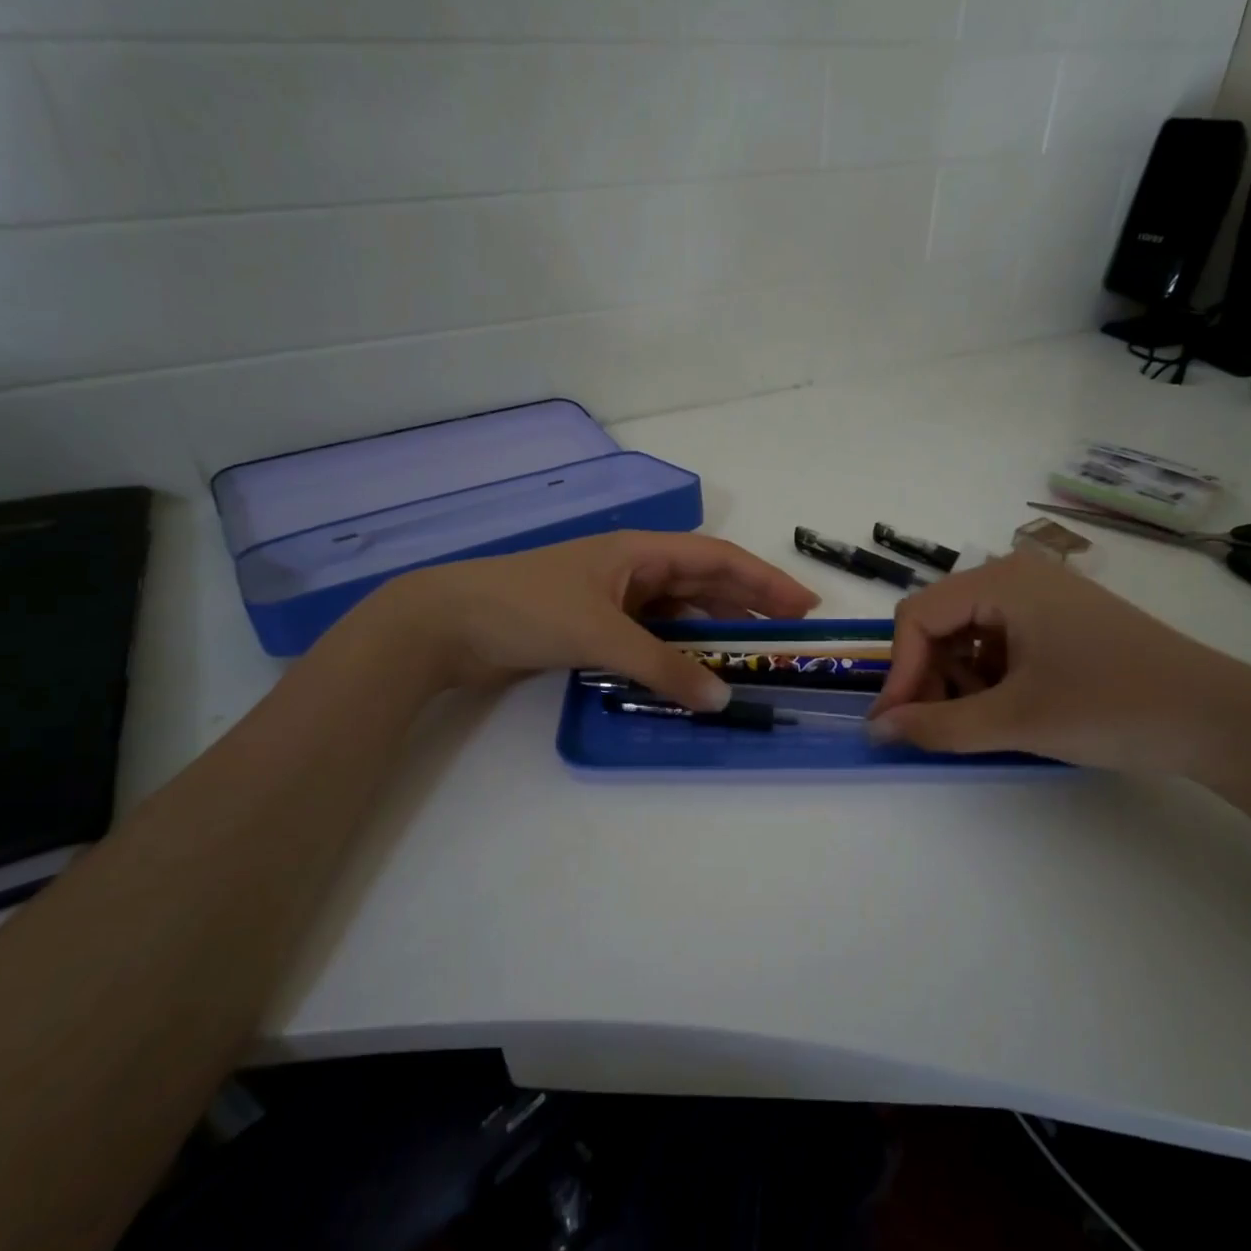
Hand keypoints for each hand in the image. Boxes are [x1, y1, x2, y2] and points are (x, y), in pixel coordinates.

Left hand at [383, 531, 819, 709]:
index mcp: (638, 551)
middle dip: (747, 606)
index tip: (804, 604)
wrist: (446, 624)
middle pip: (703, 582)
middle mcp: (631, 569)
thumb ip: (663, 666)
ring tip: (751, 657)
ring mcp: (612, 599)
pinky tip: (694, 673)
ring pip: (678, 612)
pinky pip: (651, 637)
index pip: (717, 558)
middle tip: (787, 636)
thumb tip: (722, 699)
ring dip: (713, 632)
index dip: (764, 579)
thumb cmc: (526, 609)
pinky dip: (676, 653)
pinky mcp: (593, 627)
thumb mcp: (602, 635)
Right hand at [866, 553, 1250, 774]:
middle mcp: (1016, 575)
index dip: (899, 672)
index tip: (895, 725)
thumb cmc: (1113, 707)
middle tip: (935, 727)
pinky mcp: (1061, 619)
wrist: (1223, 720)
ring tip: (979, 722)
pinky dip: (989, 675)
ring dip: (958, 679)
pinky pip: (1000, 640)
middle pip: (940, 622)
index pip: (917, 617)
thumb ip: (938, 725)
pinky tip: (1009, 709)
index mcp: (1001, 581)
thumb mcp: (1016, 721)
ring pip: (968, 633)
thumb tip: (878, 730)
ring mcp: (1042, 595)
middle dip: (929, 676)